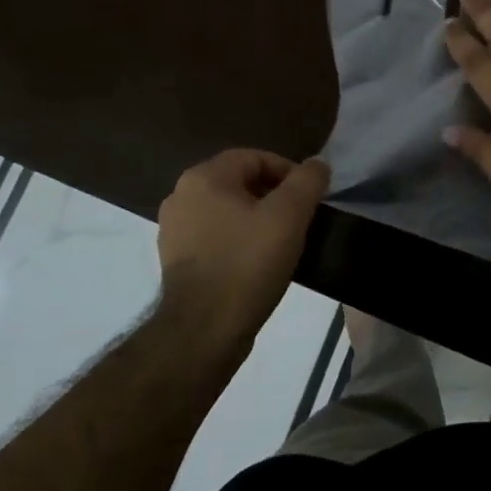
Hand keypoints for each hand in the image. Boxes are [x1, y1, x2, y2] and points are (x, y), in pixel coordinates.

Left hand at [156, 150, 328, 353]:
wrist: (203, 332)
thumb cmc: (247, 264)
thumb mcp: (289, 216)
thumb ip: (307, 181)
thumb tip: (317, 164)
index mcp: (204, 177)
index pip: (255, 158)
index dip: (288, 172)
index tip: (310, 198)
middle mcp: (181, 195)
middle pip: (240, 182)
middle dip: (273, 196)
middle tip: (299, 220)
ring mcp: (173, 229)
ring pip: (227, 210)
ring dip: (256, 219)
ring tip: (281, 242)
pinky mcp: (175, 259)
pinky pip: (215, 236)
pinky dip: (238, 240)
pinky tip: (256, 263)